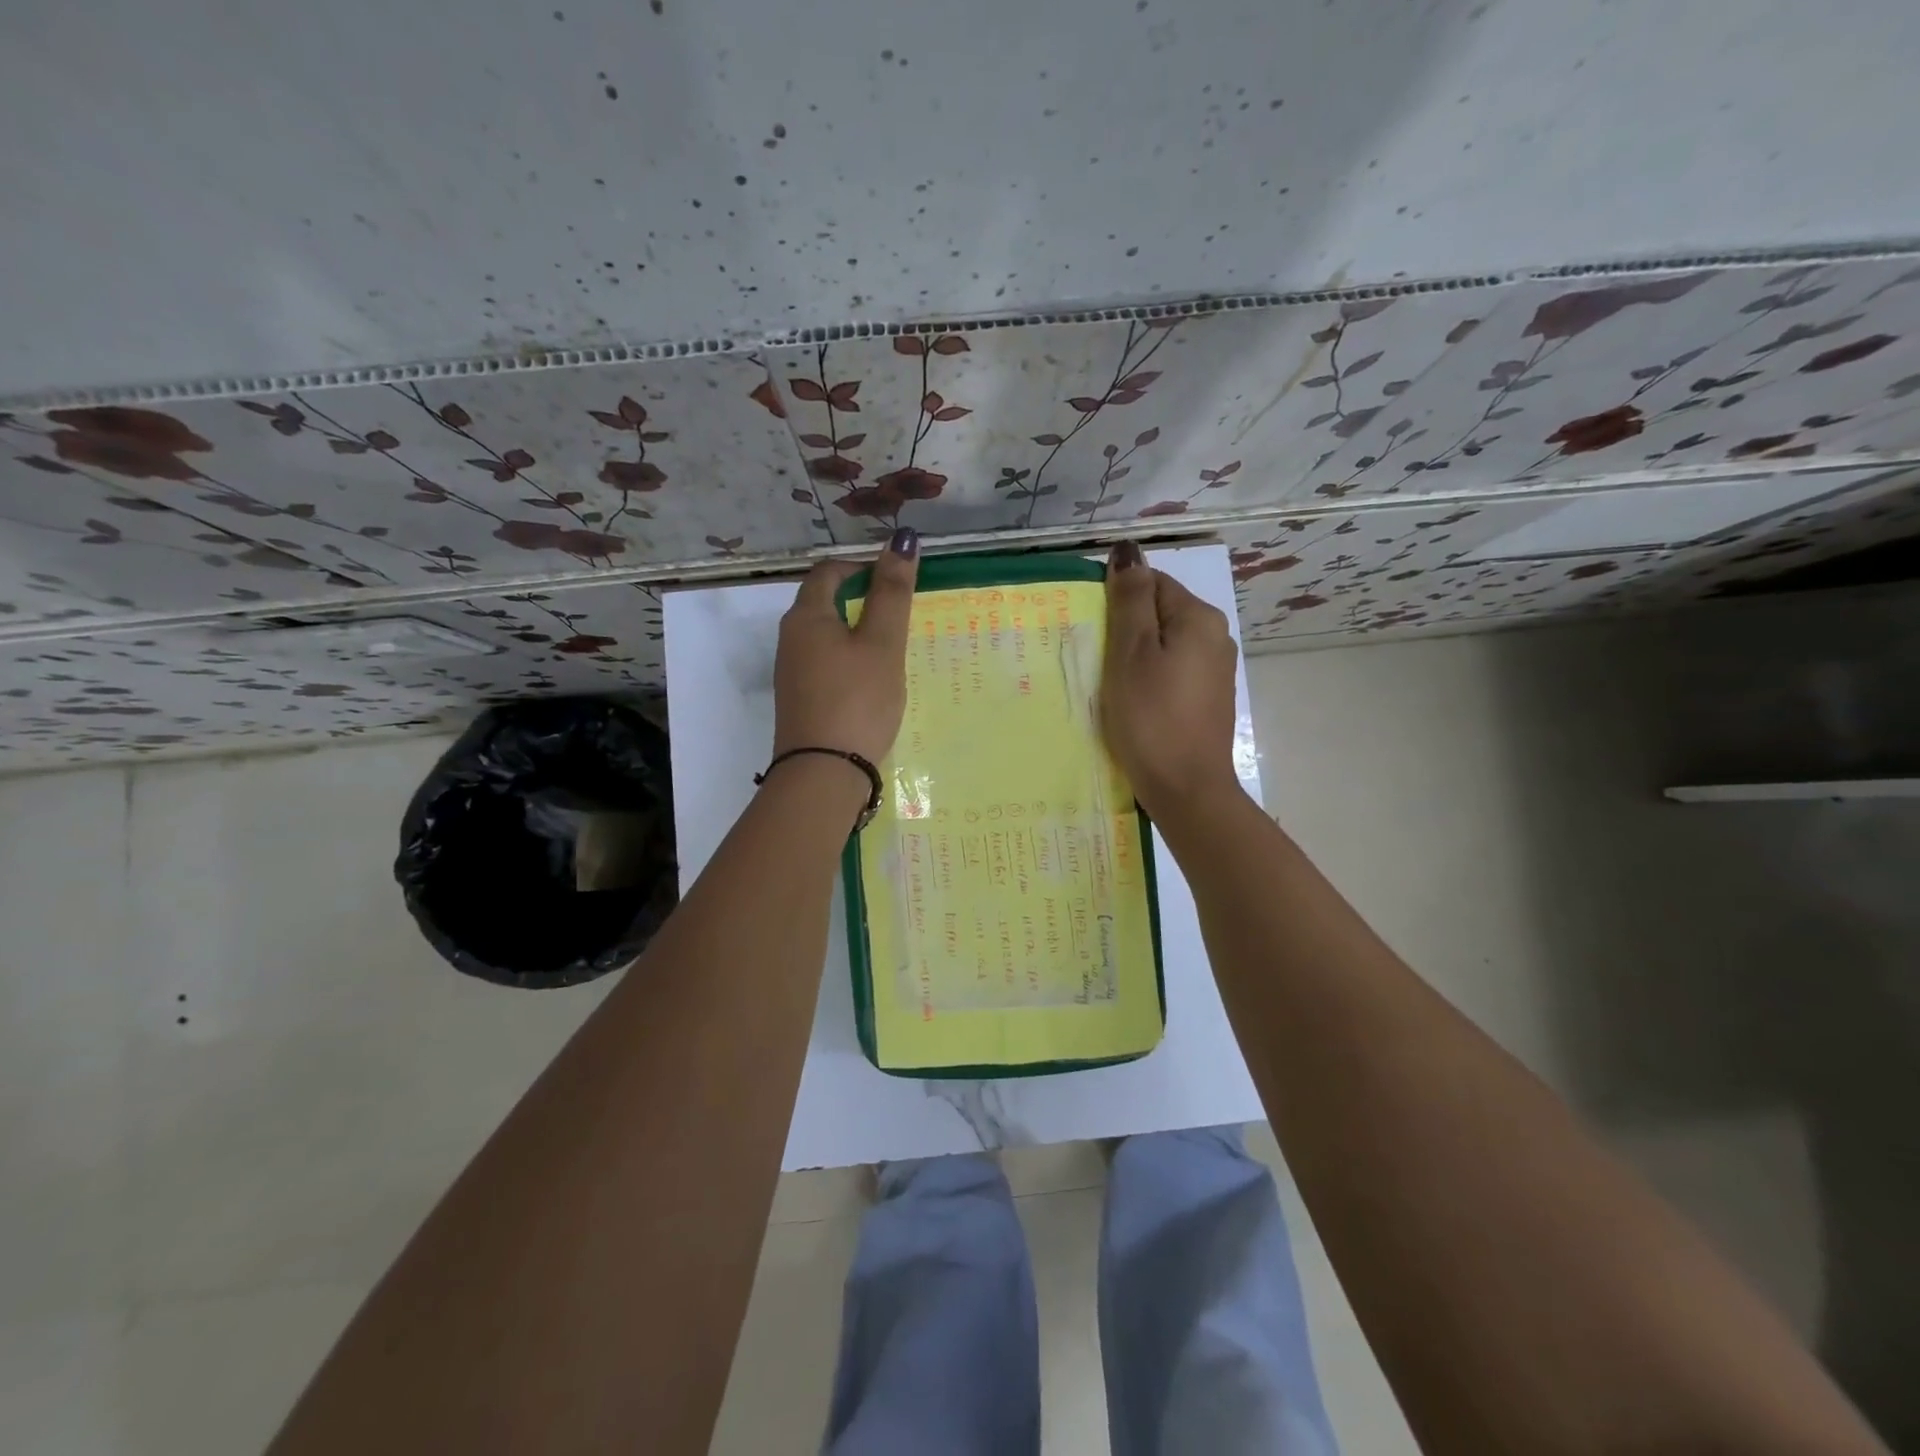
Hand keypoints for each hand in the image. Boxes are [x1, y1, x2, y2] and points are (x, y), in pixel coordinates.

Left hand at [772, 528, 920, 765]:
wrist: (823, 773)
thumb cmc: (857, 699)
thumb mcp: (882, 644)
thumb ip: (893, 593)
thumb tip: (901, 538)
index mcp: (806, 617)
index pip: (829, 572)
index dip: (862, 567)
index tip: (895, 582)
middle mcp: (790, 639)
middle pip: (823, 602)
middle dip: (861, 599)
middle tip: (899, 616)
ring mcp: (791, 673)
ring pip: (825, 636)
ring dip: (856, 632)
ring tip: (891, 649)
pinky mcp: (800, 700)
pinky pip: (825, 664)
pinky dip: (849, 660)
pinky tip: (871, 682)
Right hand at [1100, 541, 1242, 816]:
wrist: (1186, 788)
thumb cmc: (1151, 717)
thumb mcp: (1131, 653)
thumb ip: (1130, 600)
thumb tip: (1128, 550)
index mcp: (1199, 618)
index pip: (1152, 582)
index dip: (1117, 601)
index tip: (1093, 632)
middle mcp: (1215, 636)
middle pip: (1160, 613)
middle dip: (1126, 629)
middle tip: (1096, 660)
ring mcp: (1215, 670)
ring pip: (1165, 644)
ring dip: (1135, 656)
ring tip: (1109, 683)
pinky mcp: (1207, 699)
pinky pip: (1172, 671)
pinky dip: (1150, 677)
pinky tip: (1133, 701)